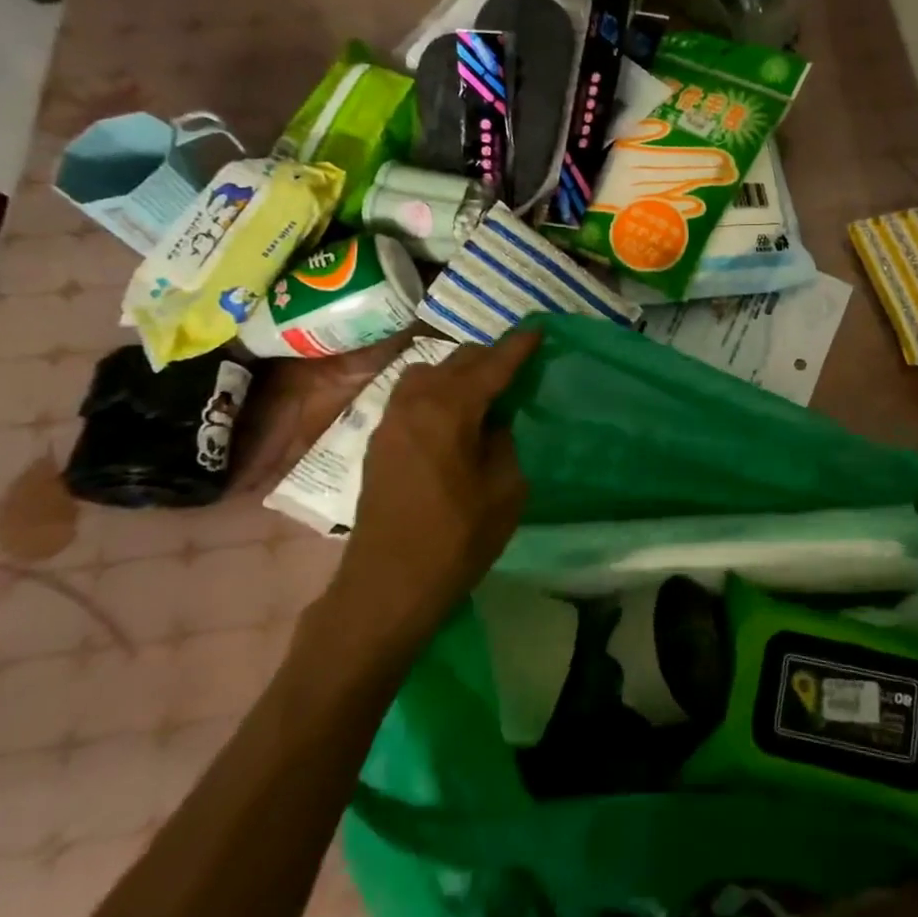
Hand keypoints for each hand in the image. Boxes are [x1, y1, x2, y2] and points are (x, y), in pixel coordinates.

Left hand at [322, 331, 539, 650]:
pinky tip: (454, 417)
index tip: (538, 330)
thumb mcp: (505, 491)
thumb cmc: (455, 539)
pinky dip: (437, 392)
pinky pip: (412, 396)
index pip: (491, 365)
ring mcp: (391, 421)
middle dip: (489, 358)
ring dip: (458, 373)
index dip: (518, 347)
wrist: (387, 586)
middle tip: (518, 367)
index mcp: (449, 410)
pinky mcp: (380, 442)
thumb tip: (493, 423)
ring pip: (428, 373)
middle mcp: (415, 403)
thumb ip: (503, 443)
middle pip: (457, 361)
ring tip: (484, 391)